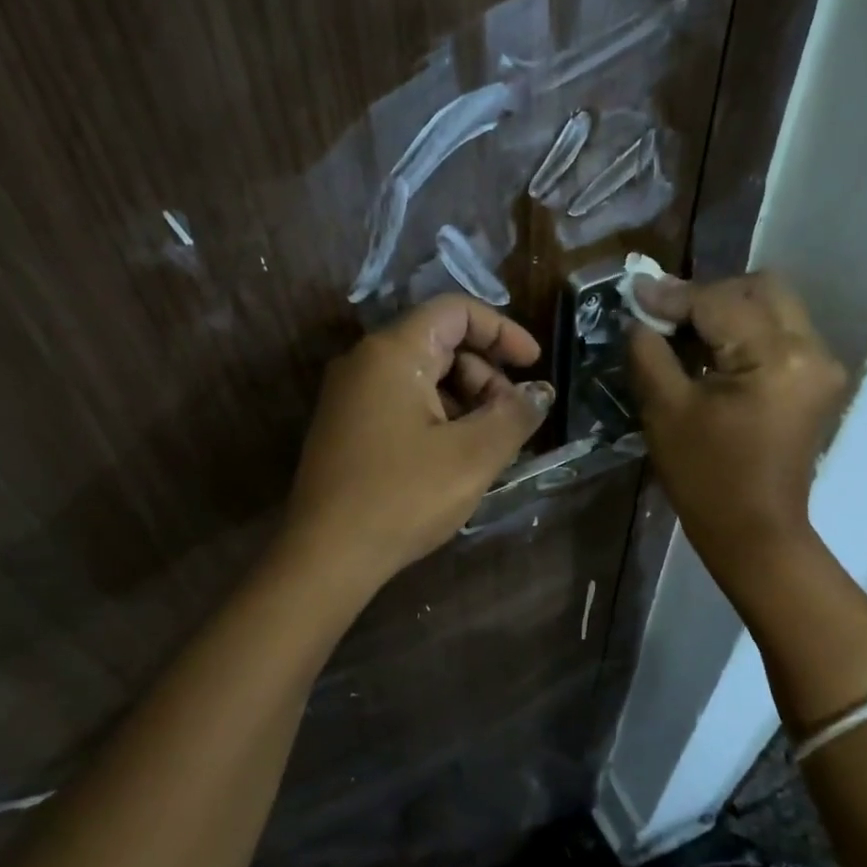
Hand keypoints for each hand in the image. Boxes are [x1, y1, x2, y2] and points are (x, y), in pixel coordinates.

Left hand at [282, 294, 553, 588]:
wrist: (327, 556)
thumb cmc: (404, 497)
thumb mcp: (473, 455)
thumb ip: (515, 414)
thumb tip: (539, 392)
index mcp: (393, 352)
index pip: (456, 311)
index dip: (503, 331)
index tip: (533, 367)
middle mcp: (365, 362)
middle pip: (440, 343)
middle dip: (486, 374)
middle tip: (510, 420)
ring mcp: (350, 396)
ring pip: (422, 377)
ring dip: (465, 401)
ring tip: (488, 446)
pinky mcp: (346, 427)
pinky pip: (402, 403)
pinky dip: (438, 418)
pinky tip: (455, 458)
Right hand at [627, 271, 848, 590]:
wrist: (754, 532)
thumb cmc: (706, 478)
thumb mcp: (666, 411)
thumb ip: (650, 352)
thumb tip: (640, 315)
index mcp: (776, 356)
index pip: (720, 302)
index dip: (673, 296)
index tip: (634, 291)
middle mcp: (812, 349)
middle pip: (761, 289)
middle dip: (709, 294)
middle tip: (666, 315)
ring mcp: (822, 365)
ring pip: (774, 306)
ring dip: (728, 310)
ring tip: (684, 331)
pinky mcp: (817, 380)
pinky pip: (781, 333)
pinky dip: (745, 331)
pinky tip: (712, 351)